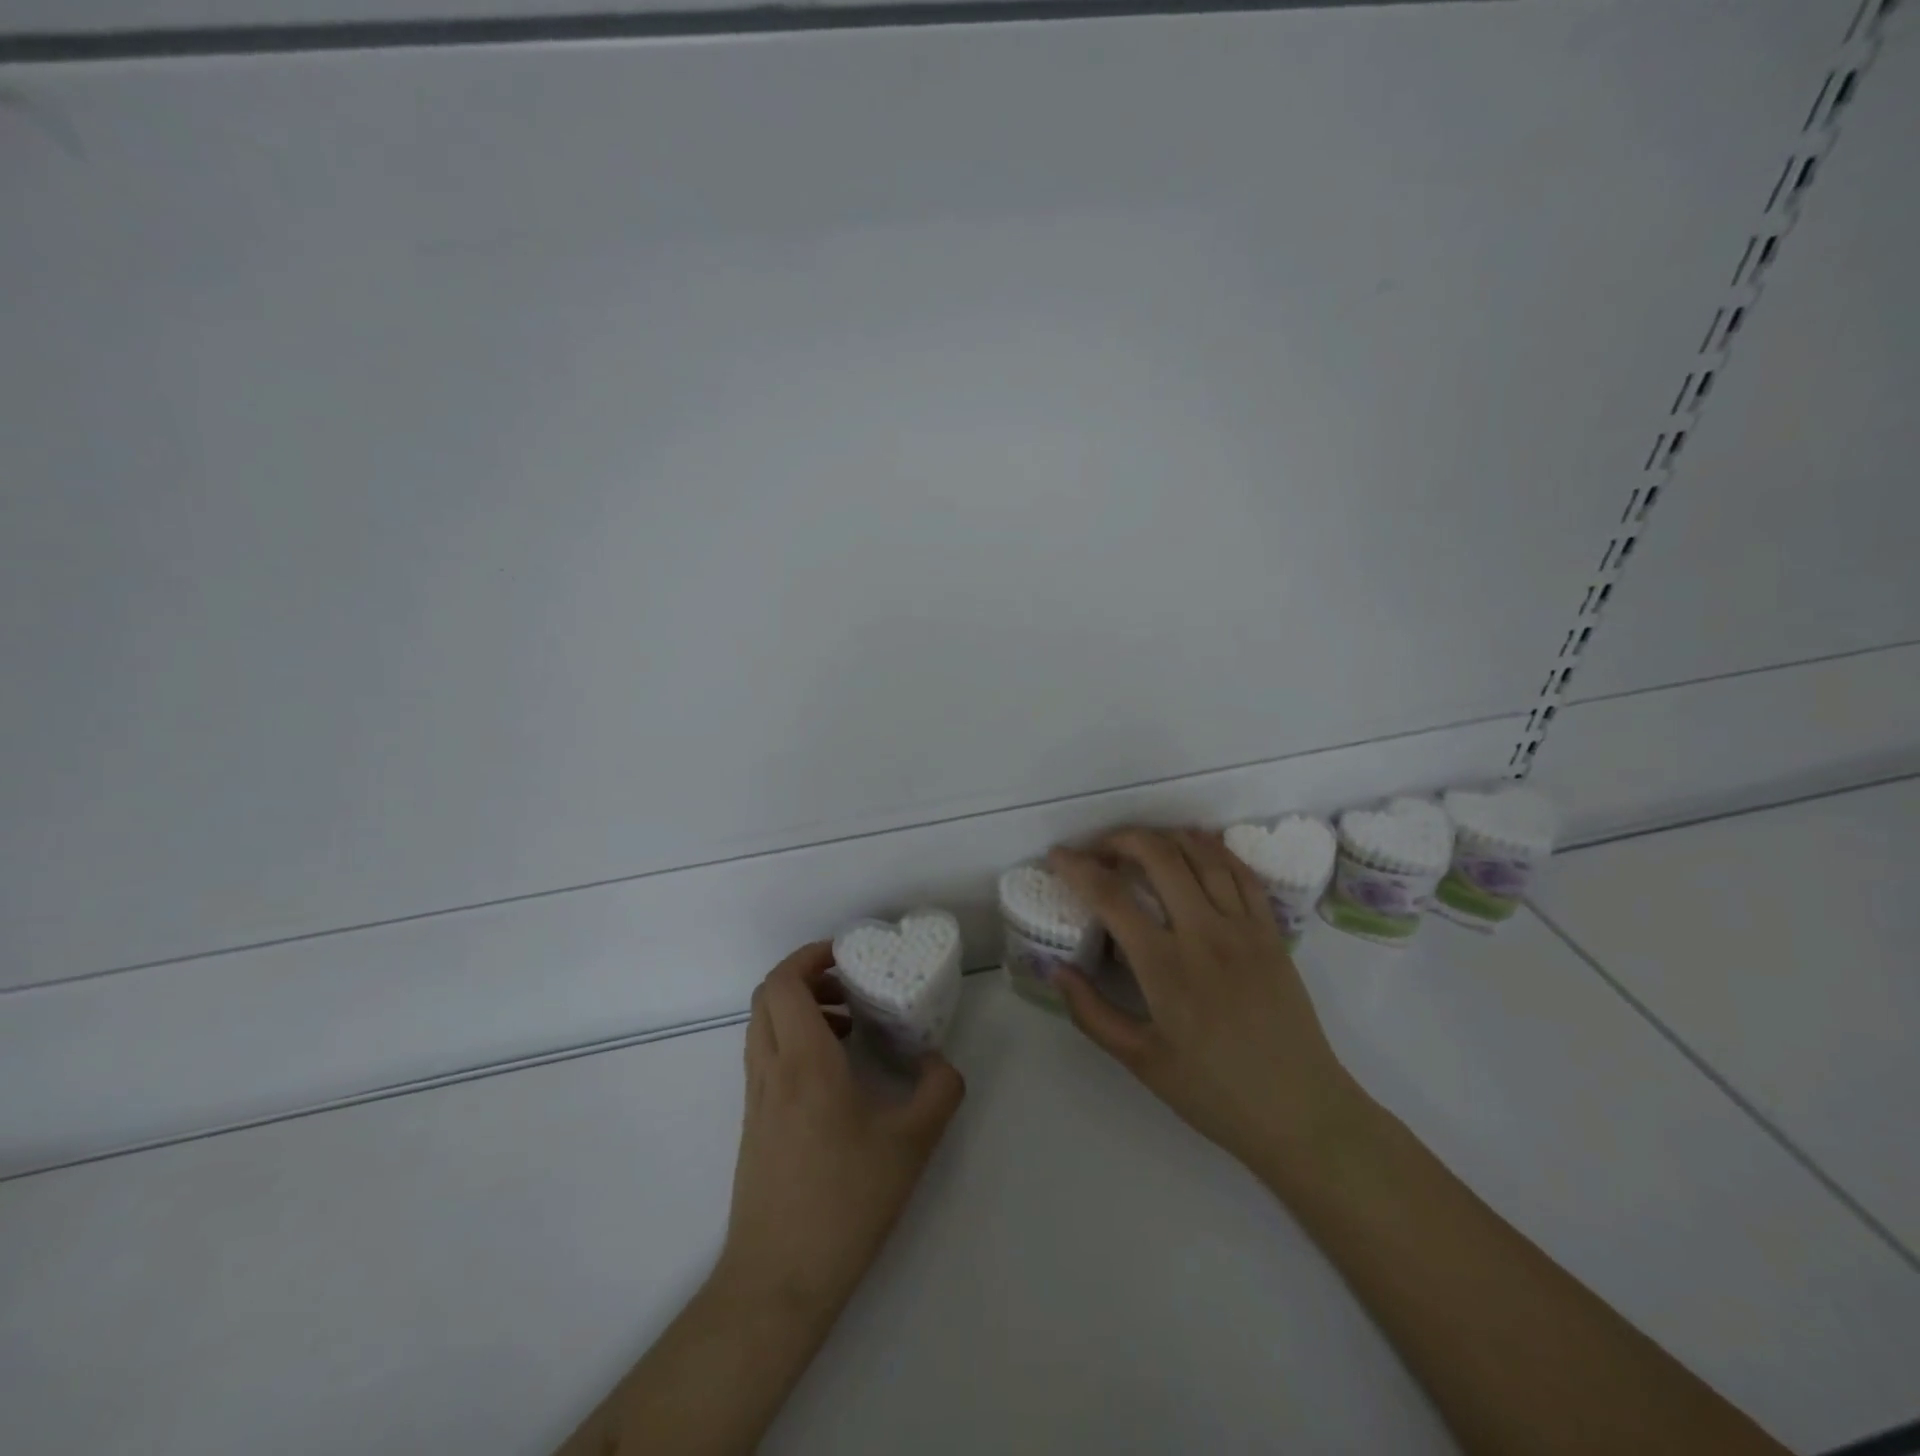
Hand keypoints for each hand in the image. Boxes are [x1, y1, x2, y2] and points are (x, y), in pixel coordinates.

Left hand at [717, 943, 966, 1323]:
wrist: (778, 1281)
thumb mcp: (912, 1144)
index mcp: (804, 1062)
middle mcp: (771, 1070)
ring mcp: (756, 1098)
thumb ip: (938, 1090)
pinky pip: (765, 1056)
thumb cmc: (846, 1203)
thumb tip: (939, 1060)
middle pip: (767, 996)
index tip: (846, 955)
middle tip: (849, 984)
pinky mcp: (753, 1123)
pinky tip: (833, 1071)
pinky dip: (792, 1040)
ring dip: (798, 1009)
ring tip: (848, 1024)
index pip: (783, 984)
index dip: (809, 956)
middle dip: (805, 976)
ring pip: (763, 1026)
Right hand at [1049, 829, 1362, 1185]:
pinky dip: (1213, 849)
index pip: (1111, 897)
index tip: (1057, 855)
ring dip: (1164, 836)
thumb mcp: (1141, 1061)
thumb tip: (1057, 970)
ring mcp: (1243, 928)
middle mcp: (1204, 934)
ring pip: (1202, 855)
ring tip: (1139, 842)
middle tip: (1098, 848)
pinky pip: (1241, 873)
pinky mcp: (1271, 932)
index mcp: (1165, 967)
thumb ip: (1092, 1013)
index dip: (1078, 868)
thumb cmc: (1214, 1092)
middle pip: (1159, 856)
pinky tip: (1195, 847)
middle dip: (1120, 839)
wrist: (1301, 1111)